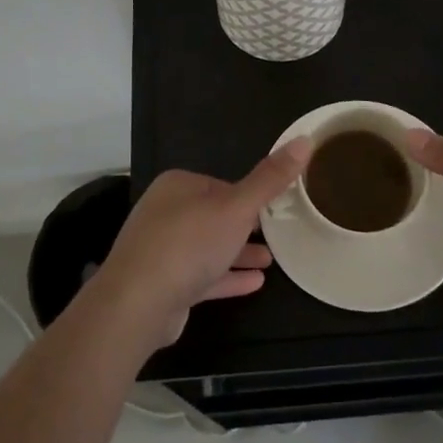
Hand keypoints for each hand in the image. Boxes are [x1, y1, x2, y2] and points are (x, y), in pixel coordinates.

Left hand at [95, 140, 311, 346]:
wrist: (137, 304)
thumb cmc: (189, 244)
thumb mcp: (237, 207)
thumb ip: (270, 178)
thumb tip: (305, 138)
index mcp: (178, 186)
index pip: (222, 185)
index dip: (249, 197)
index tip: (276, 209)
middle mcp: (166, 212)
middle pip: (214, 216)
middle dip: (245, 227)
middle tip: (277, 235)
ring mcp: (161, 250)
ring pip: (209, 247)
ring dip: (238, 253)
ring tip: (271, 260)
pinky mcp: (163, 284)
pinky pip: (202, 276)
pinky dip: (227, 277)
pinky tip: (255, 283)